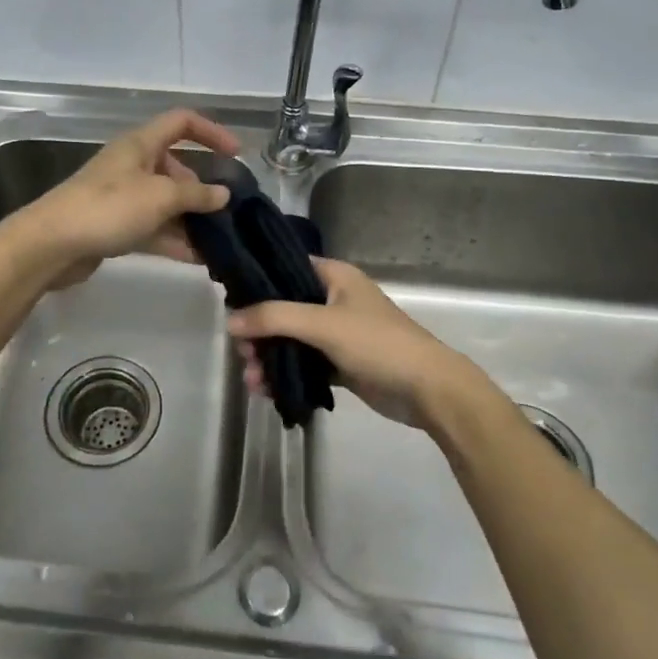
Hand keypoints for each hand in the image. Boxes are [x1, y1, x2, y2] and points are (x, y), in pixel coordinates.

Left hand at [11, 109, 239, 288]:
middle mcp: (132, 165)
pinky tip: (197, 258)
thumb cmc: (109, 208)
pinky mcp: (114, 225)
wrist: (52, 244)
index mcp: (141, 144)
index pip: (182, 122)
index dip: (211, 132)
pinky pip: (152, 227)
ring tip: (219, 240)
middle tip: (227, 212)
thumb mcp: (160, 197)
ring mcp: (122, 197)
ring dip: (190, 219)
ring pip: (165, 202)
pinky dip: (173, 239)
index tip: (235, 154)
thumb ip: (196, 195)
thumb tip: (223, 194)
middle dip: (202, 189)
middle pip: (176, 168)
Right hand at [228, 258, 490, 429]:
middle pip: (284, 308)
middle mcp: (334, 298)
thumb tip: (229, 321)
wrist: (428, 390)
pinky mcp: (341, 362)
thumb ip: (274, 318)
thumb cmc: (377, 343)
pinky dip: (286, 373)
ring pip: (292, 339)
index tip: (228, 301)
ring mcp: (337, 332)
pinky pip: (304, 363)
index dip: (256, 282)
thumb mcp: (323, 324)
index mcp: (334, 276)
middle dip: (259, 331)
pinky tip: (267, 390)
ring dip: (269, 357)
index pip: (284, 267)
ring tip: (252, 381)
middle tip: (241, 353)